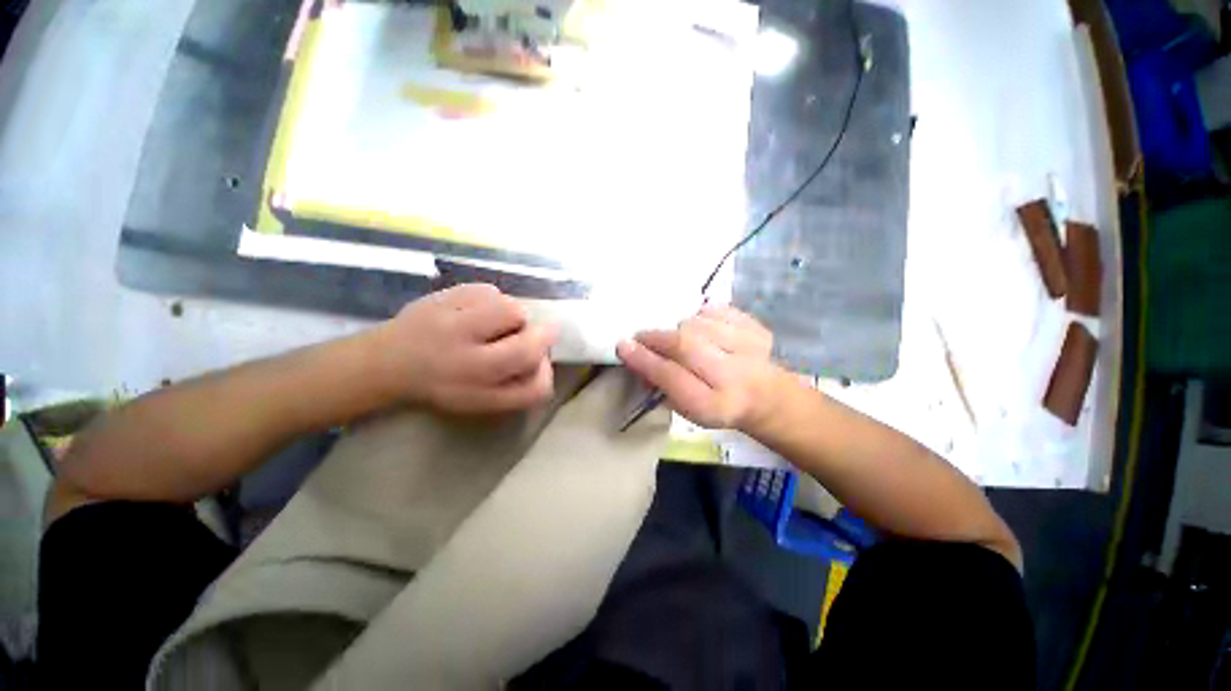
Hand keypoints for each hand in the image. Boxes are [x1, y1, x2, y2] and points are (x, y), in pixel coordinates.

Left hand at [374, 284, 557, 413]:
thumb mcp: (482, 400)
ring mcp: (453, 322)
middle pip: (530, 344)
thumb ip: (519, 388)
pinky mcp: (443, 295)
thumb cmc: (442, 384)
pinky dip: (493, 300)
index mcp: (477, 391)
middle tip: (526, 336)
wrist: (386, 361)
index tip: (539, 363)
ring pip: (513, 310)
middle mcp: (466, 359)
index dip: (546, 372)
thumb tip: (545, 358)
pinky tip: (476, 311)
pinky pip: (490, 291)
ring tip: (494, 324)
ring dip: (514, 317)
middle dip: (539, 337)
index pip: (535, 386)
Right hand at [616, 305, 779, 429]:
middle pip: (685, 345)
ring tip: (681, 337)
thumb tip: (633, 355)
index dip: (645, 360)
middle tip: (643, 337)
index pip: (671, 377)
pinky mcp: (756, 328)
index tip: (623, 346)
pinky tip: (706, 330)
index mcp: (712, 405)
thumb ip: (658, 383)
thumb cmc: (714, 404)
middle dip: (658, 338)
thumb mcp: (684, 407)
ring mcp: (749, 349)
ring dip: (682, 327)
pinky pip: (718, 310)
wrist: (763, 396)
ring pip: (699, 323)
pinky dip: (704, 316)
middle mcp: (733, 377)